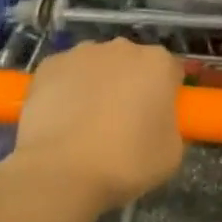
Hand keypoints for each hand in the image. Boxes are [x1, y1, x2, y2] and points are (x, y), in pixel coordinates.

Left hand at [10, 40, 185, 214]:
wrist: (60, 173)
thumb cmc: (124, 163)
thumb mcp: (170, 154)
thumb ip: (171, 127)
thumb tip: (157, 123)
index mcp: (158, 63)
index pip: (170, 72)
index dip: (164, 96)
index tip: (155, 120)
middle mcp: (124, 47)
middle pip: (132, 64)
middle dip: (129, 86)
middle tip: (121, 124)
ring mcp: (83, 52)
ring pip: (97, 66)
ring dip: (97, 85)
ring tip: (85, 125)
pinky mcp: (50, 65)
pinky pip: (65, 74)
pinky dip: (65, 90)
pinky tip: (60, 121)